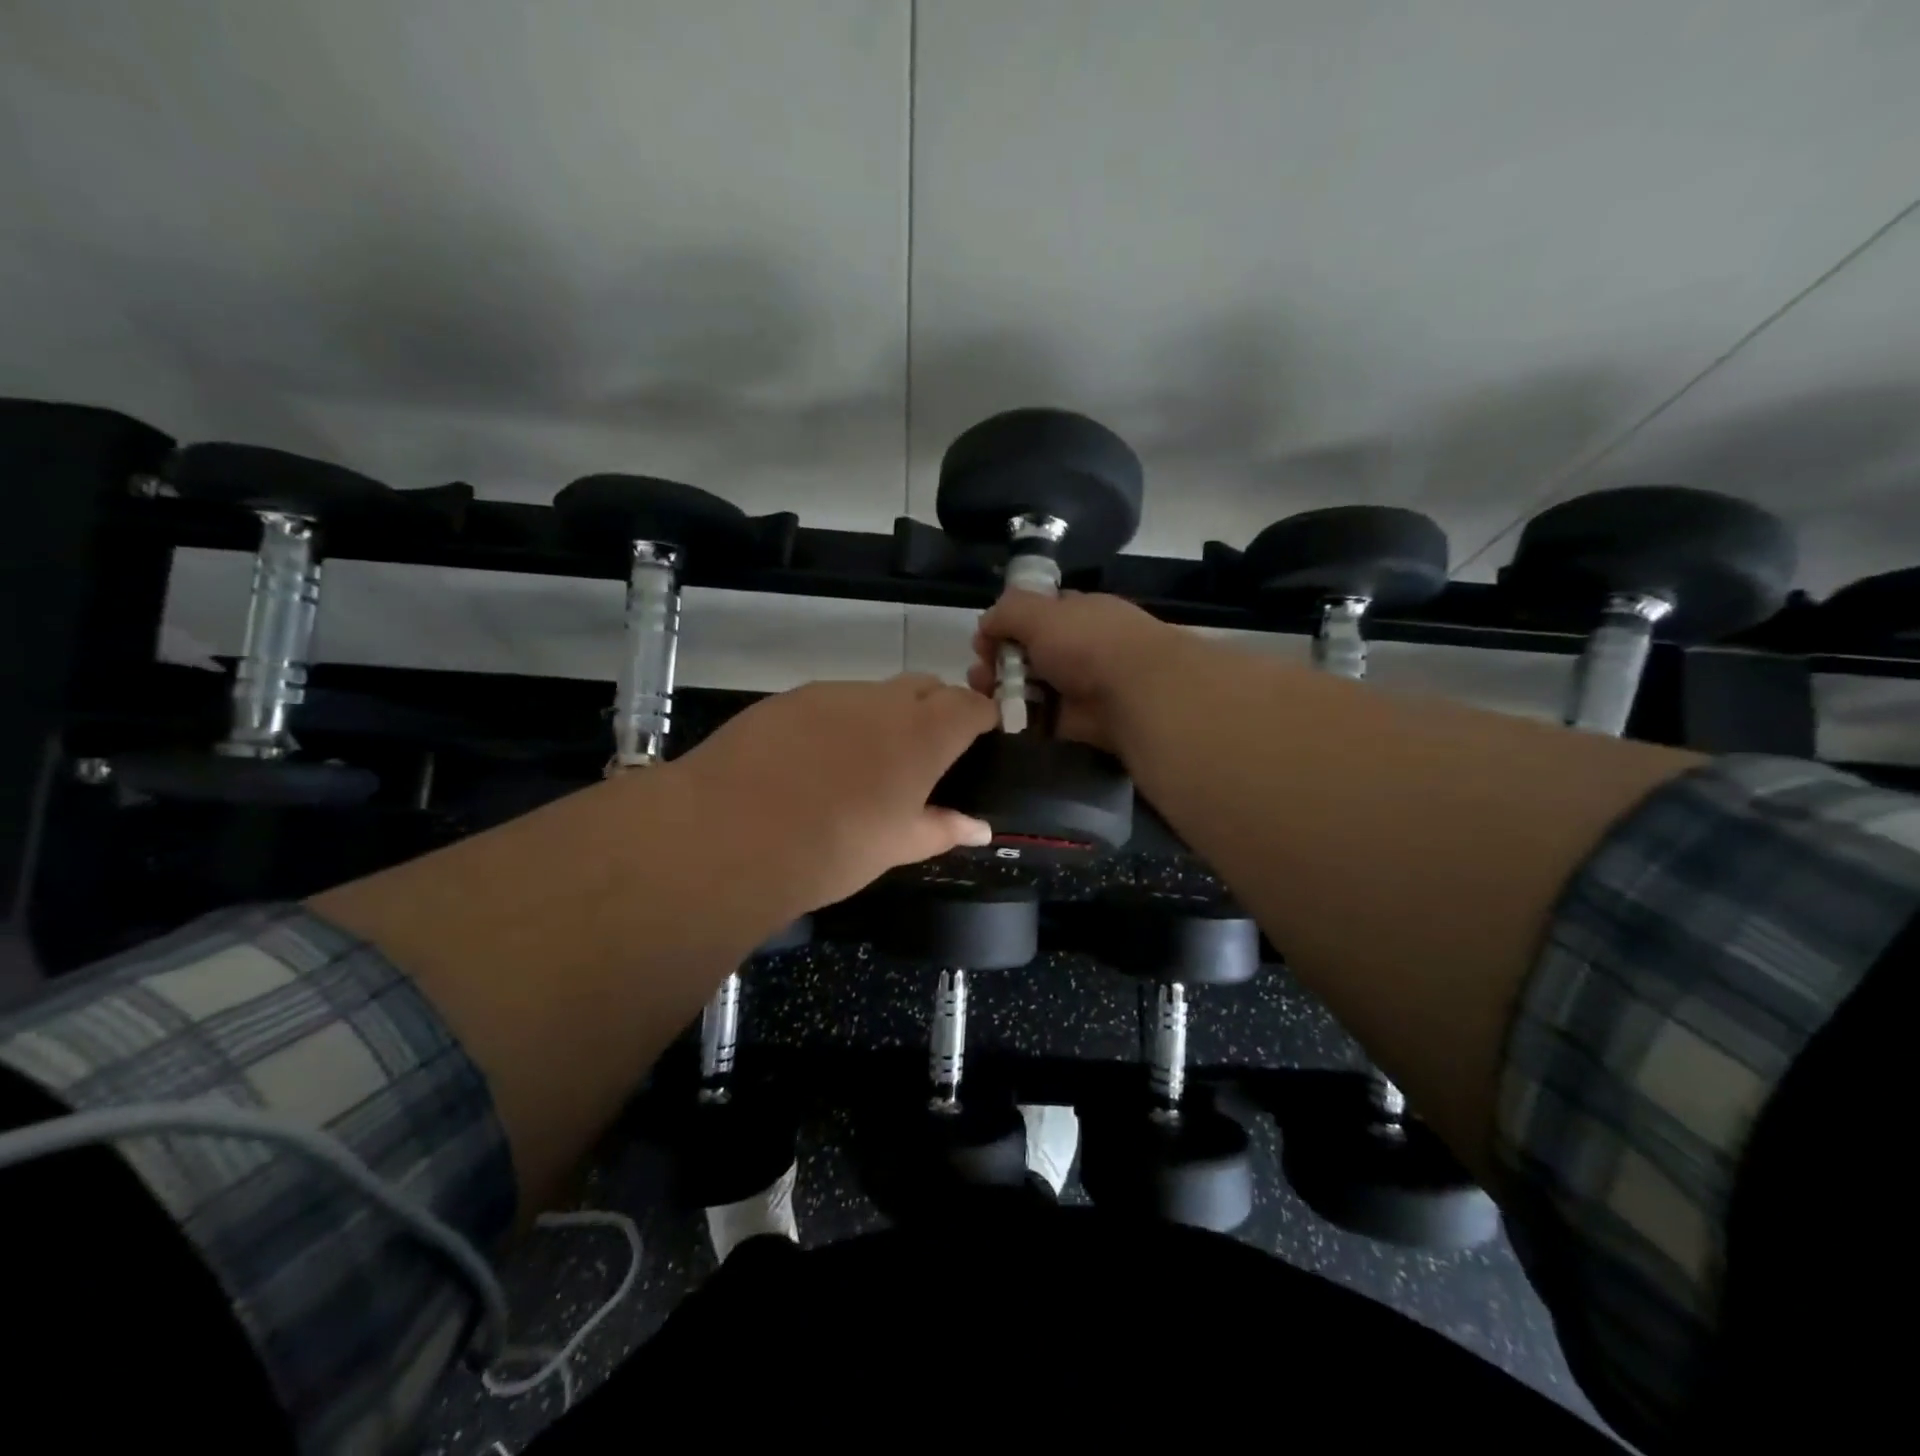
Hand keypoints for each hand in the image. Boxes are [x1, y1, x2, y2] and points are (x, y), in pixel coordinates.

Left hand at [674, 674, 997, 919]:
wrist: (731, 834)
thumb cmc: (835, 847)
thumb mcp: (897, 845)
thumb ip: (943, 828)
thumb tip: (980, 828)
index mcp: (924, 733)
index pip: (970, 704)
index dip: (982, 716)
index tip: (982, 736)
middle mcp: (883, 700)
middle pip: (926, 686)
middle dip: (936, 708)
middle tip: (925, 754)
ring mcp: (832, 693)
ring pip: (875, 692)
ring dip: (885, 715)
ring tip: (863, 762)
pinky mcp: (787, 698)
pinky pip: (830, 701)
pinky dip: (839, 721)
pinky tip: (814, 760)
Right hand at [968, 590, 1186, 753]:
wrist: (1134, 693)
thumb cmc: (1086, 642)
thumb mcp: (1040, 613)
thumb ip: (1008, 612)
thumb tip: (986, 623)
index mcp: (1080, 612)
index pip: (1040, 612)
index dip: (1008, 623)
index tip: (983, 638)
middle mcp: (1083, 646)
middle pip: (1032, 652)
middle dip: (1000, 660)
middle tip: (978, 674)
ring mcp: (1083, 685)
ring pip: (1035, 686)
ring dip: (1006, 689)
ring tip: (983, 696)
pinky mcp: (1081, 721)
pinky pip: (1044, 717)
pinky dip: (1022, 718)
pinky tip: (1001, 718)